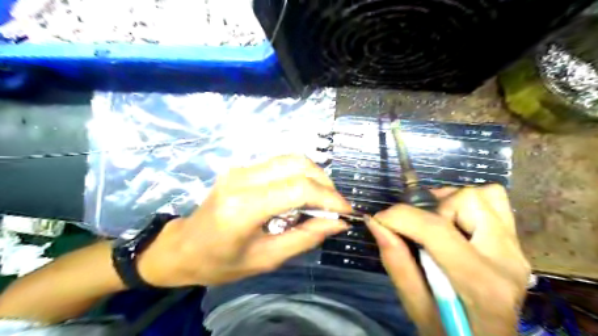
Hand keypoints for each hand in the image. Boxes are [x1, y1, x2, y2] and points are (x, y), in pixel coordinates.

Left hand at [136, 156, 351, 286]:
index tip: (346, 213)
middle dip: (325, 183)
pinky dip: (300, 174)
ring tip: (323, 200)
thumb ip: (304, 238)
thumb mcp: (266, 259)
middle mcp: (242, 179)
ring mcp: (240, 169)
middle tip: (335, 206)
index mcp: (243, 207)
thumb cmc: (220, 262)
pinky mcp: (242, 168)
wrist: (182, 248)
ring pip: (290, 159)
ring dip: (314, 176)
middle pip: (297, 165)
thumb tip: (337, 223)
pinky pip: (280, 163)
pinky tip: (304, 193)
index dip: (329, 198)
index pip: (298, 189)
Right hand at [367, 186, 529, 333]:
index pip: (436, 230)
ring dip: (449, 202)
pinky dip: (467, 202)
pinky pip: (495, 201)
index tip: (379, 219)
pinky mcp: (515, 242)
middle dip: (430, 208)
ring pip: (483, 195)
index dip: (400, 216)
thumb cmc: (450, 332)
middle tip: (415, 228)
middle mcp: (506, 259)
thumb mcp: (415, 306)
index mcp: (481, 284)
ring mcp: (516, 248)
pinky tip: (453, 221)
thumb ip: (395, 261)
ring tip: (435, 223)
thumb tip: (375, 222)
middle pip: (466, 201)